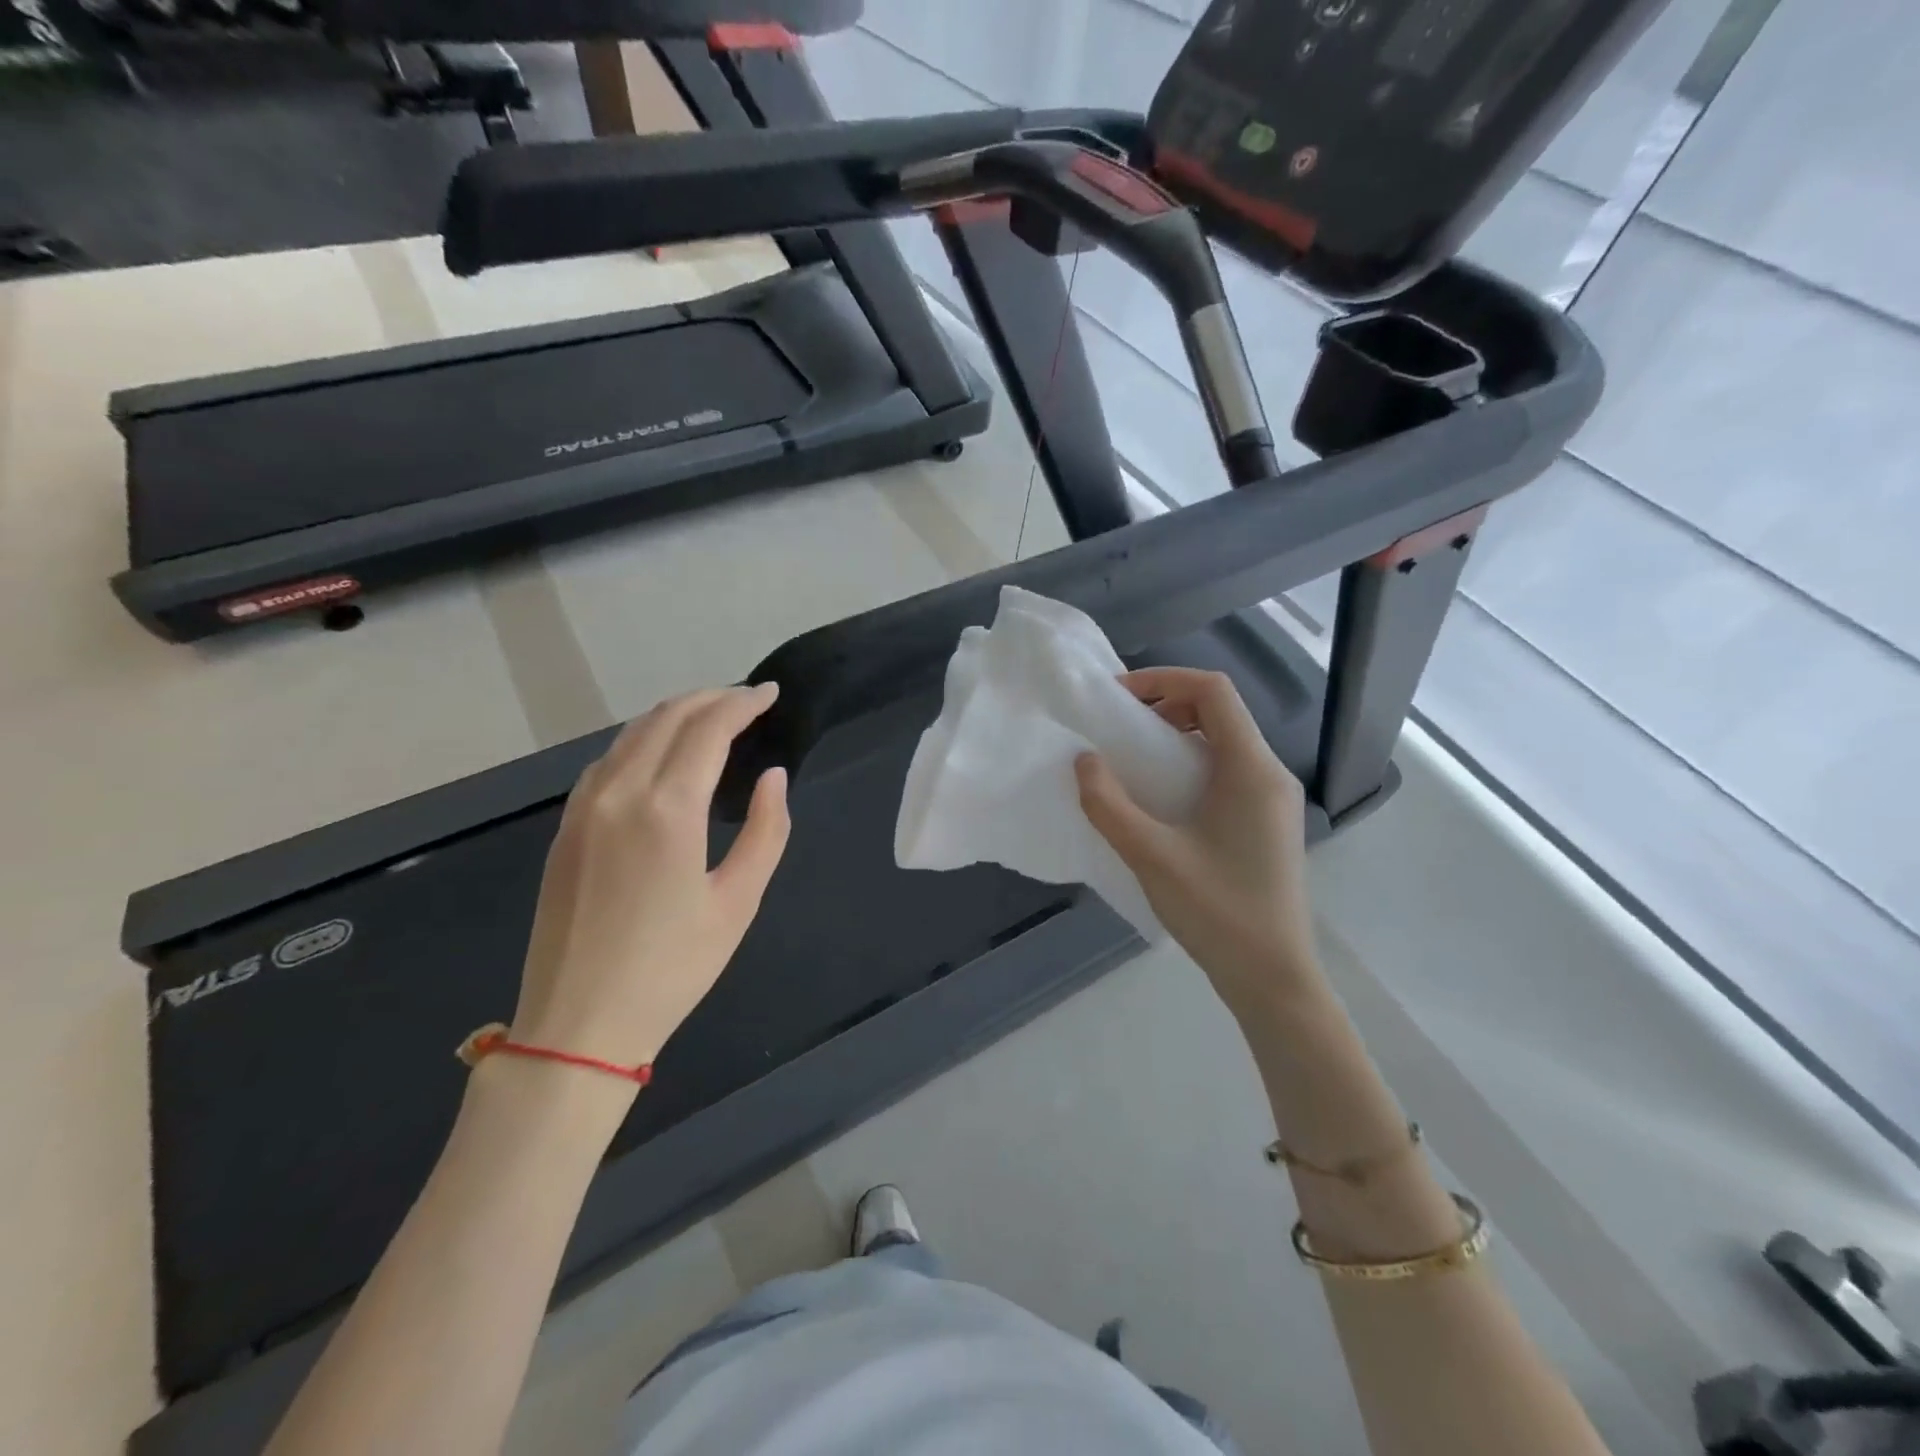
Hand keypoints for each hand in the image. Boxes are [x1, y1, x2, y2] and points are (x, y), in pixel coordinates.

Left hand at [508, 684, 790, 1086]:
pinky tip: (661, 755)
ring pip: (632, 734)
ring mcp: (584, 808)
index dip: (742, 703)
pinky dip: (642, 740)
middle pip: (667, 718)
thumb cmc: (672, 968)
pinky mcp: (566, 827)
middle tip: (748, 701)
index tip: (771, 694)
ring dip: (675, 715)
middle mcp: (620, 792)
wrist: (578, 1024)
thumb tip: (772, 777)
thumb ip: (766, 831)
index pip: (708, 728)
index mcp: (668, 809)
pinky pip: (607, 761)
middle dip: (711, 699)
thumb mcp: (738, 902)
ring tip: (712, 719)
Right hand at [1075, 668, 1318, 1015]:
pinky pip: (1227, 771)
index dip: (1164, 679)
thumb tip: (1083, 761)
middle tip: (1120, 727)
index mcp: (1251, 769)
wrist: (1273, 979)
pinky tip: (1160, 798)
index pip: (1214, 691)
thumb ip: (1109, 805)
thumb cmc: (1218, 913)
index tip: (1118, 698)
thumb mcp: (1152, 857)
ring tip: (1133, 759)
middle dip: (1166, 705)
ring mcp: (1273, 800)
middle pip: (1220, 711)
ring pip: (1224, 741)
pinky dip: (1190, 764)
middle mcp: (1269, 774)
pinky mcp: (1266, 823)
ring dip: (1177, 736)